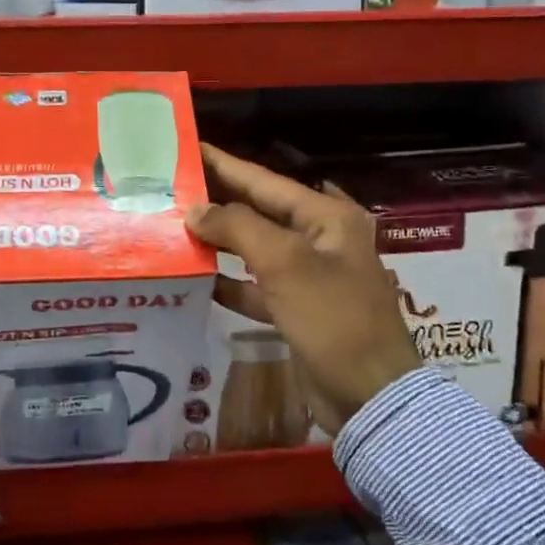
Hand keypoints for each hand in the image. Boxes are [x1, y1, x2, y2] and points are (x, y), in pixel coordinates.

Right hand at [186, 144, 419, 435]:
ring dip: (221, 242)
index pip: (266, 181)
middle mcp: (320, 239)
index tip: (190, 147)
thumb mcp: (285, 263)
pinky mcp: (299, 309)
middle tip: (174, 187)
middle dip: (219, 202)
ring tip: (176, 228)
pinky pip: (258, 285)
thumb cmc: (332, 318)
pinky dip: (231, 281)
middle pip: (260, 212)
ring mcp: (311, 276)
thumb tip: (196, 211)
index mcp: (326, 217)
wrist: (370, 397)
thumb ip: (237, 229)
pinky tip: (198, 277)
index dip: (226, 165)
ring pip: (256, 249)